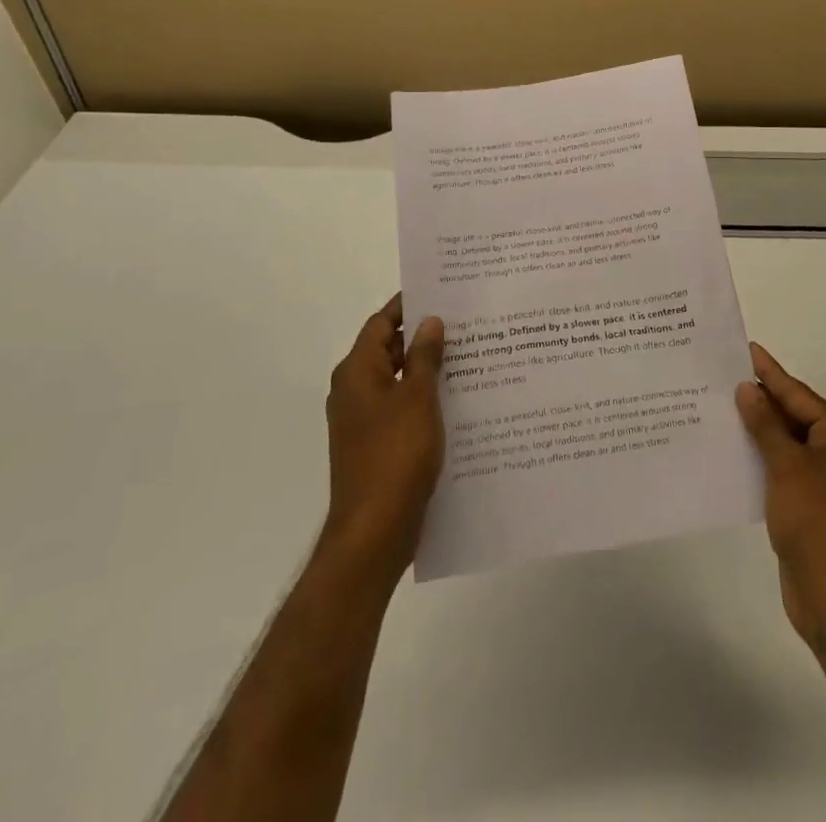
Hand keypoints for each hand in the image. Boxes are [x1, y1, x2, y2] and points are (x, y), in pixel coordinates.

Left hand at [322, 294, 445, 583]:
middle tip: (466, 324)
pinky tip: (459, 402)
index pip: (381, 323)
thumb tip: (429, 321)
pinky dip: (425, 400)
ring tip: (471, 358)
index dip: (408, 306)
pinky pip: (402, 409)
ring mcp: (363, 421)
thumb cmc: (395, 456)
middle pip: (389, 350)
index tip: (441, 292)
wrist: (374, 532)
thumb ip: (424, 357)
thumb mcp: (417, 398)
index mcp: (357, 372)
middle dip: (424, 338)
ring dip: (427, 370)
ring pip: (398, 382)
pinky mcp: (376, 446)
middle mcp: (354, 391)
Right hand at [737, 342, 825, 660]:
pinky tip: (735, 447)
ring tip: (722, 405)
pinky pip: (785, 466)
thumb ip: (765, 425)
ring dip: (759, 428)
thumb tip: (746, 389)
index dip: (770, 372)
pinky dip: (763, 456)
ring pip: (788, 442)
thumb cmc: (816, 522)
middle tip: (724, 374)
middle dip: (761, 399)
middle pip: (796, 416)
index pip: (800, 395)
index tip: (746, 348)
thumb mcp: (786, 466)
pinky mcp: (815, 504)